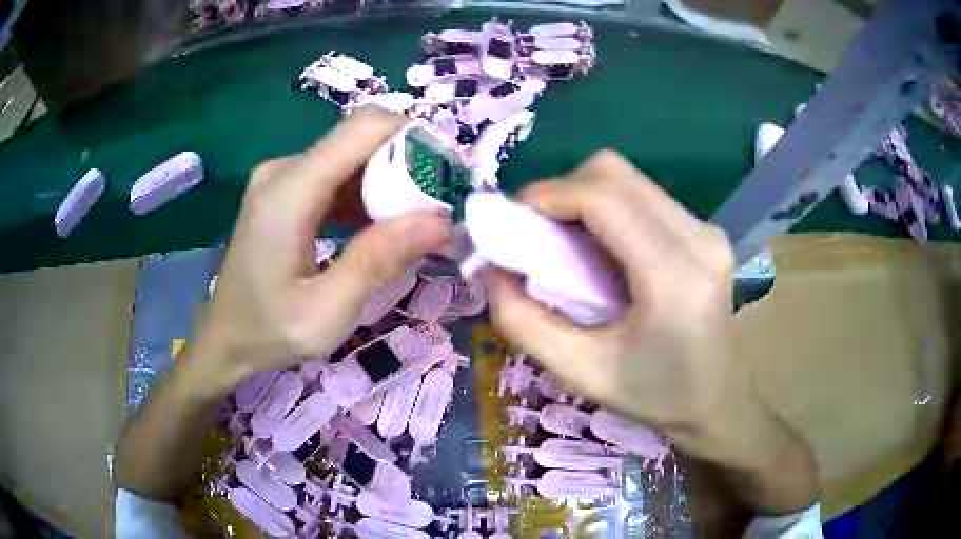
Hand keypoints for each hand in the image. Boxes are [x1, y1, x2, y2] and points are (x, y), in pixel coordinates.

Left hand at [191, 108, 449, 395]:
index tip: (448, 175)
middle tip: (440, 207)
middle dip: (408, 163)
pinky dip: (368, 192)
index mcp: (288, 192)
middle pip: (360, 138)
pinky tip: (383, 226)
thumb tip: (440, 221)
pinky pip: (337, 174)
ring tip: (419, 220)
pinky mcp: (285, 190)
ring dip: (391, 179)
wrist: (224, 338)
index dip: (414, 138)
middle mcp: (283, 170)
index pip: (363, 128)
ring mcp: (282, 177)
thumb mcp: (327, 311)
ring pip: (352, 155)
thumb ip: (378, 260)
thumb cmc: (268, 332)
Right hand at [486, 150, 816, 514]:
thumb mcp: (578, 371)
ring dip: (585, 197)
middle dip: (563, 191)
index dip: (549, 194)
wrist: (716, 402)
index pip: (604, 197)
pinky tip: (600, 247)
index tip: (513, 220)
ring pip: (629, 180)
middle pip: (615, 173)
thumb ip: (522, 322)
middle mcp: (699, 239)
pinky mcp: (707, 231)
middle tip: (537, 231)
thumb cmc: (652, 396)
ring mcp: (708, 231)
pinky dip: (608, 208)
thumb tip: (490, 269)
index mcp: (674, 278)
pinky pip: (645, 196)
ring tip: (565, 241)